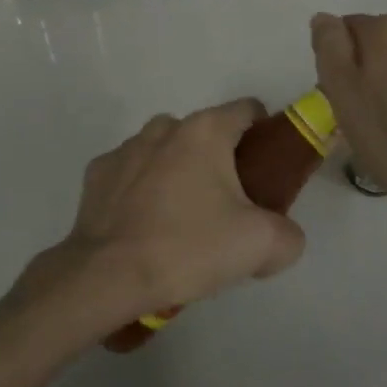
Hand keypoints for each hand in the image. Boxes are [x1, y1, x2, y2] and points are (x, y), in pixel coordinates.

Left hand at [31, 99, 306, 331]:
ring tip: (181, 224)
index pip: (247, 110)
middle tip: (228, 210)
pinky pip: (132, 174)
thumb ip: (288, 234)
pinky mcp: (98, 172)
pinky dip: (142, 191)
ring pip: (166, 151)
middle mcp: (164, 126)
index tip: (266, 171)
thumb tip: (282, 236)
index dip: (264, 134)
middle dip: (220, 162)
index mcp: (205, 131)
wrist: (107, 276)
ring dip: (178, 175)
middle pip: (206, 134)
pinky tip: (144, 228)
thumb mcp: (262, 246)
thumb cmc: (188, 247)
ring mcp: (126, 147)